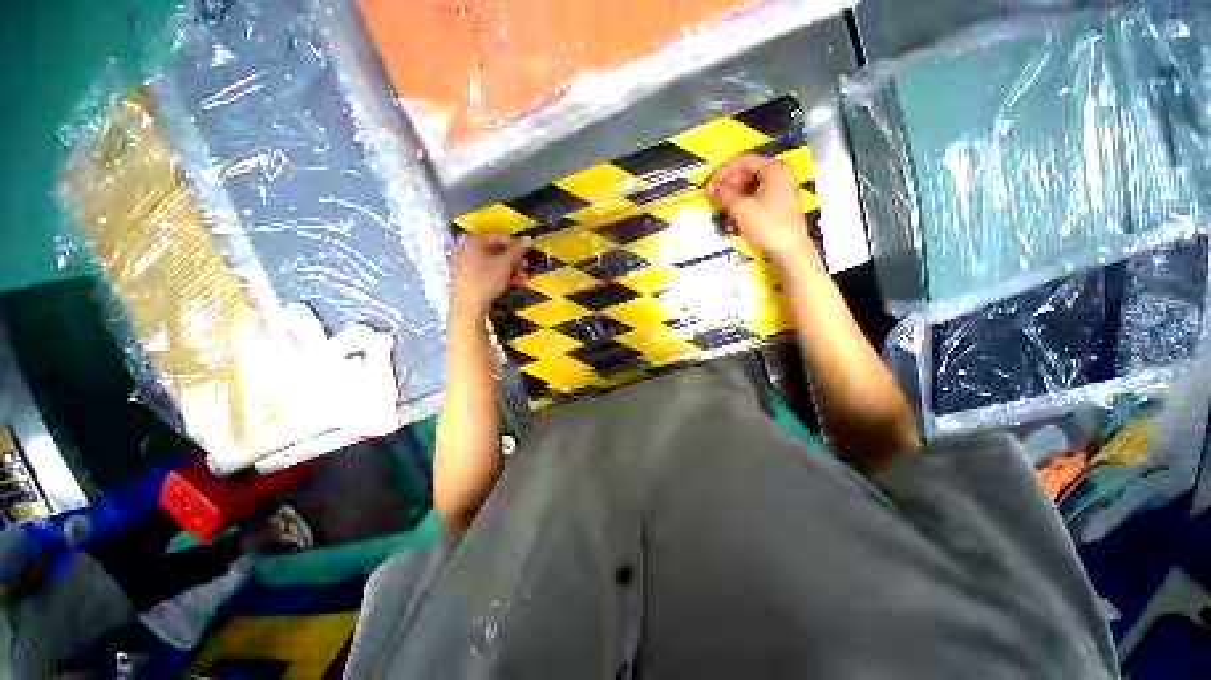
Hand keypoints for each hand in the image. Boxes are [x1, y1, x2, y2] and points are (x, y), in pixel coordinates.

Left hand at [451, 233, 531, 316]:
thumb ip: (517, 250)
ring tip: (525, 276)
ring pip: (493, 263)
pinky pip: (488, 272)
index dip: (515, 244)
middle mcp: (467, 250)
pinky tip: (516, 282)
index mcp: (473, 241)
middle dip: (514, 259)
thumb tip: (528, 238)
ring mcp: (466, 265)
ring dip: (511, 268)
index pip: (498, 237)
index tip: (528, 252)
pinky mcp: (469, 279)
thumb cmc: (486, 279)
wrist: (468, 306)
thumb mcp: (505, 263)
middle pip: (495, 251)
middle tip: (527, 266)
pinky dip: (502, 275)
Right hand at [706, 154, 821, 273]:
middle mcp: (779, 174)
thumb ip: (724, 194)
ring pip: (750, 186)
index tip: (708, 187)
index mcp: (773, 168)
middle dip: (728, 186)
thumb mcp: (741, 209)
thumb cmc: (767, 225)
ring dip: (734, 198)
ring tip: (724, 212)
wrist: (789, 250)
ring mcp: (780, 189)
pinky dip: (743, 205)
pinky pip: (756, 197)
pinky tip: (735, 220)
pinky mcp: (778, 203)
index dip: (722, 172)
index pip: (742, 161)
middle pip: (746, 172)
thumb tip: (711, 188)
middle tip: (714, 198)